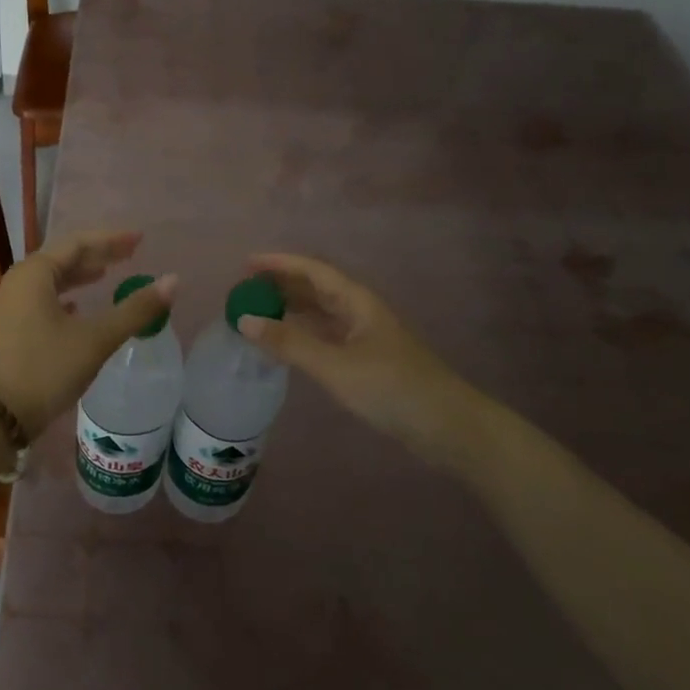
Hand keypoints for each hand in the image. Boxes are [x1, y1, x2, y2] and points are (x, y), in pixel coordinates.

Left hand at [0, 231, 177, 436]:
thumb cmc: (46, 369)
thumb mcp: (96, 339)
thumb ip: (135, 309)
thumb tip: (173, 281)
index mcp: (35, 273)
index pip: (79, 243)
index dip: (111, 240)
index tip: (140, 239)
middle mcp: (19, 281)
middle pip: (63, 258)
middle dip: (97, 255)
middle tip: (130, 255)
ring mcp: (10, 305)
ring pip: (51, 280)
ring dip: (80, 276)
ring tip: (106, 275)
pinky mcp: (9, 328)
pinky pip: (42, 300)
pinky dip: (65, 297)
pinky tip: (77, 307)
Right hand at [237, 253, 464, 449]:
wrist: (445, 425)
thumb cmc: (391, 388)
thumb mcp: (335, 365)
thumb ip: (289, 343)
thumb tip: (244, 320)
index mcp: (357, 302)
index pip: (312, 271)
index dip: (279, 264)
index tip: (245, 264)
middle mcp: (360, 312)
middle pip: (316, 288)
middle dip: (280, 285)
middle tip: (244, 290)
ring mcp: (364, 337)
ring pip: (320, 313)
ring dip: (290, 309)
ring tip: (257, 312)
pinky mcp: (365, 360)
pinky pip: (324, 336)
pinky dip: (301, 334)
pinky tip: (285, 344)